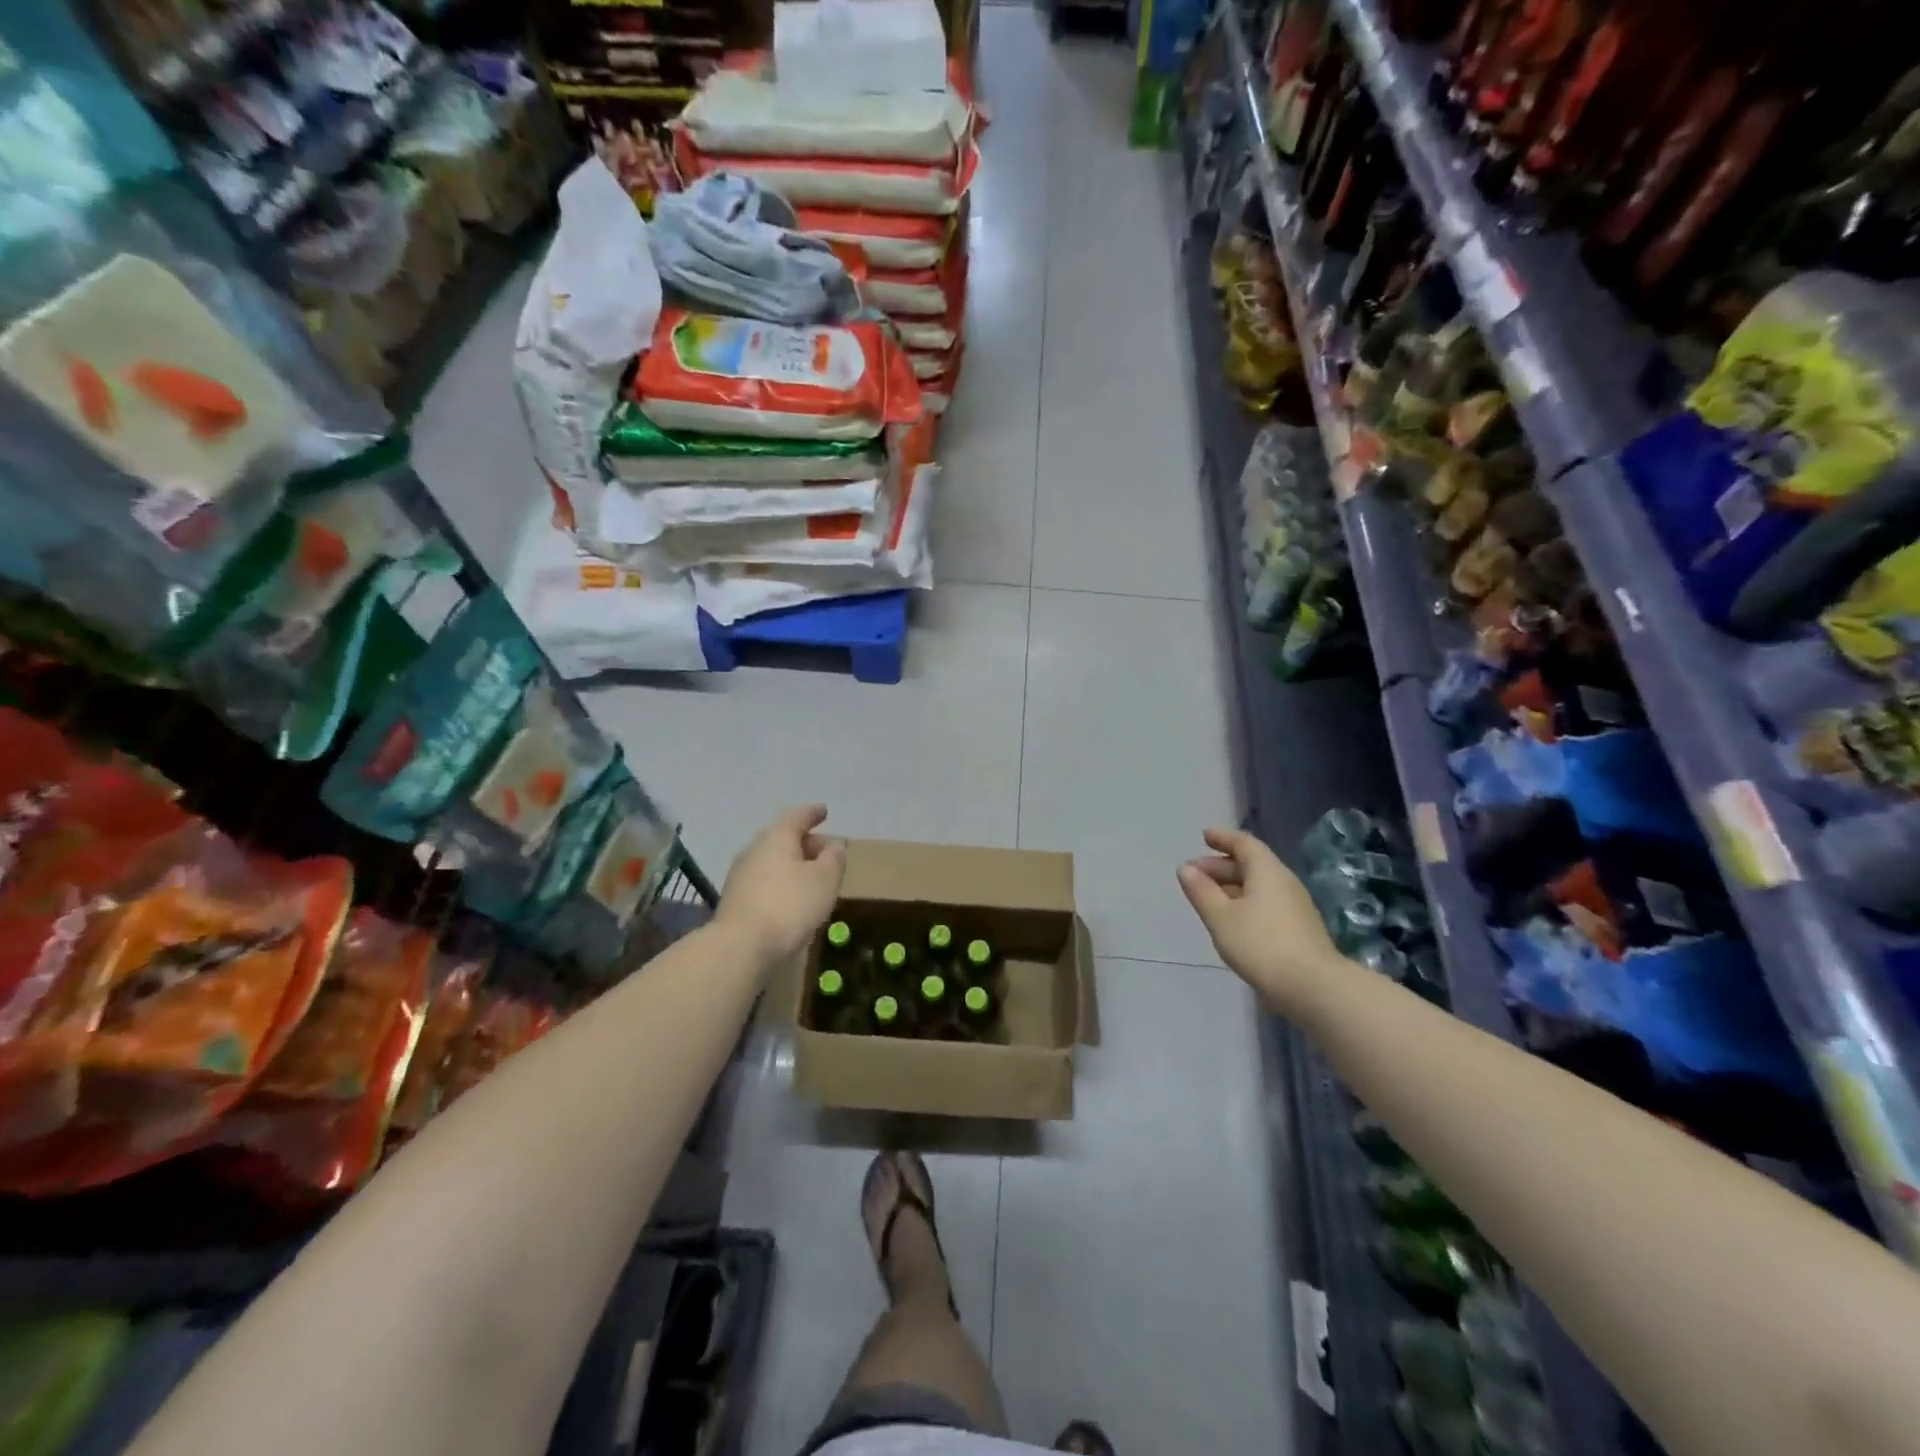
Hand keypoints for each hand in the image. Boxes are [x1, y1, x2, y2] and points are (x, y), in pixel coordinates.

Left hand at [714, 805, 846, 969]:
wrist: (740, 947)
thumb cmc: (790, 905)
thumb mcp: (825, 880)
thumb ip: (834, 858)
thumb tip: (833, 845)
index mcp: (777, 837)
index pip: (797, 816)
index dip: (813, 813)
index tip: (824, 811)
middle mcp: (754, 849)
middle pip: (783, 838)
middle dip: (805, 842)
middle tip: (825, 852)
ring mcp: (740, 875)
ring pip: (772, 860)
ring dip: (792, 865)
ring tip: (811, 878)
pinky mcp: (735, 899)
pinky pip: (764, 880)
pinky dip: (781, 882)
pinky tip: (791, 898)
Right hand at [1178, 828, 1344, 1015]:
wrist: (1313, 987)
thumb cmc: (1261, 945)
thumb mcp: (1221, 918)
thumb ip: (1201, 891)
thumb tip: (1186, 869)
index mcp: (1267, 871)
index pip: (1244, 844)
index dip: (1223, 838)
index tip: (1204, 836)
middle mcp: (1284, 882)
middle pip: (1251, 864)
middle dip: (1221, 865)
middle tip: (1194, 874)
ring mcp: (1295, 906)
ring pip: (1259, 885)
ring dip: (1232, 885)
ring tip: (1208, 897)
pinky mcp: (1299, 928)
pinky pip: (1266, 902)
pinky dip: (1245, 900)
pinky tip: (1232, 918)